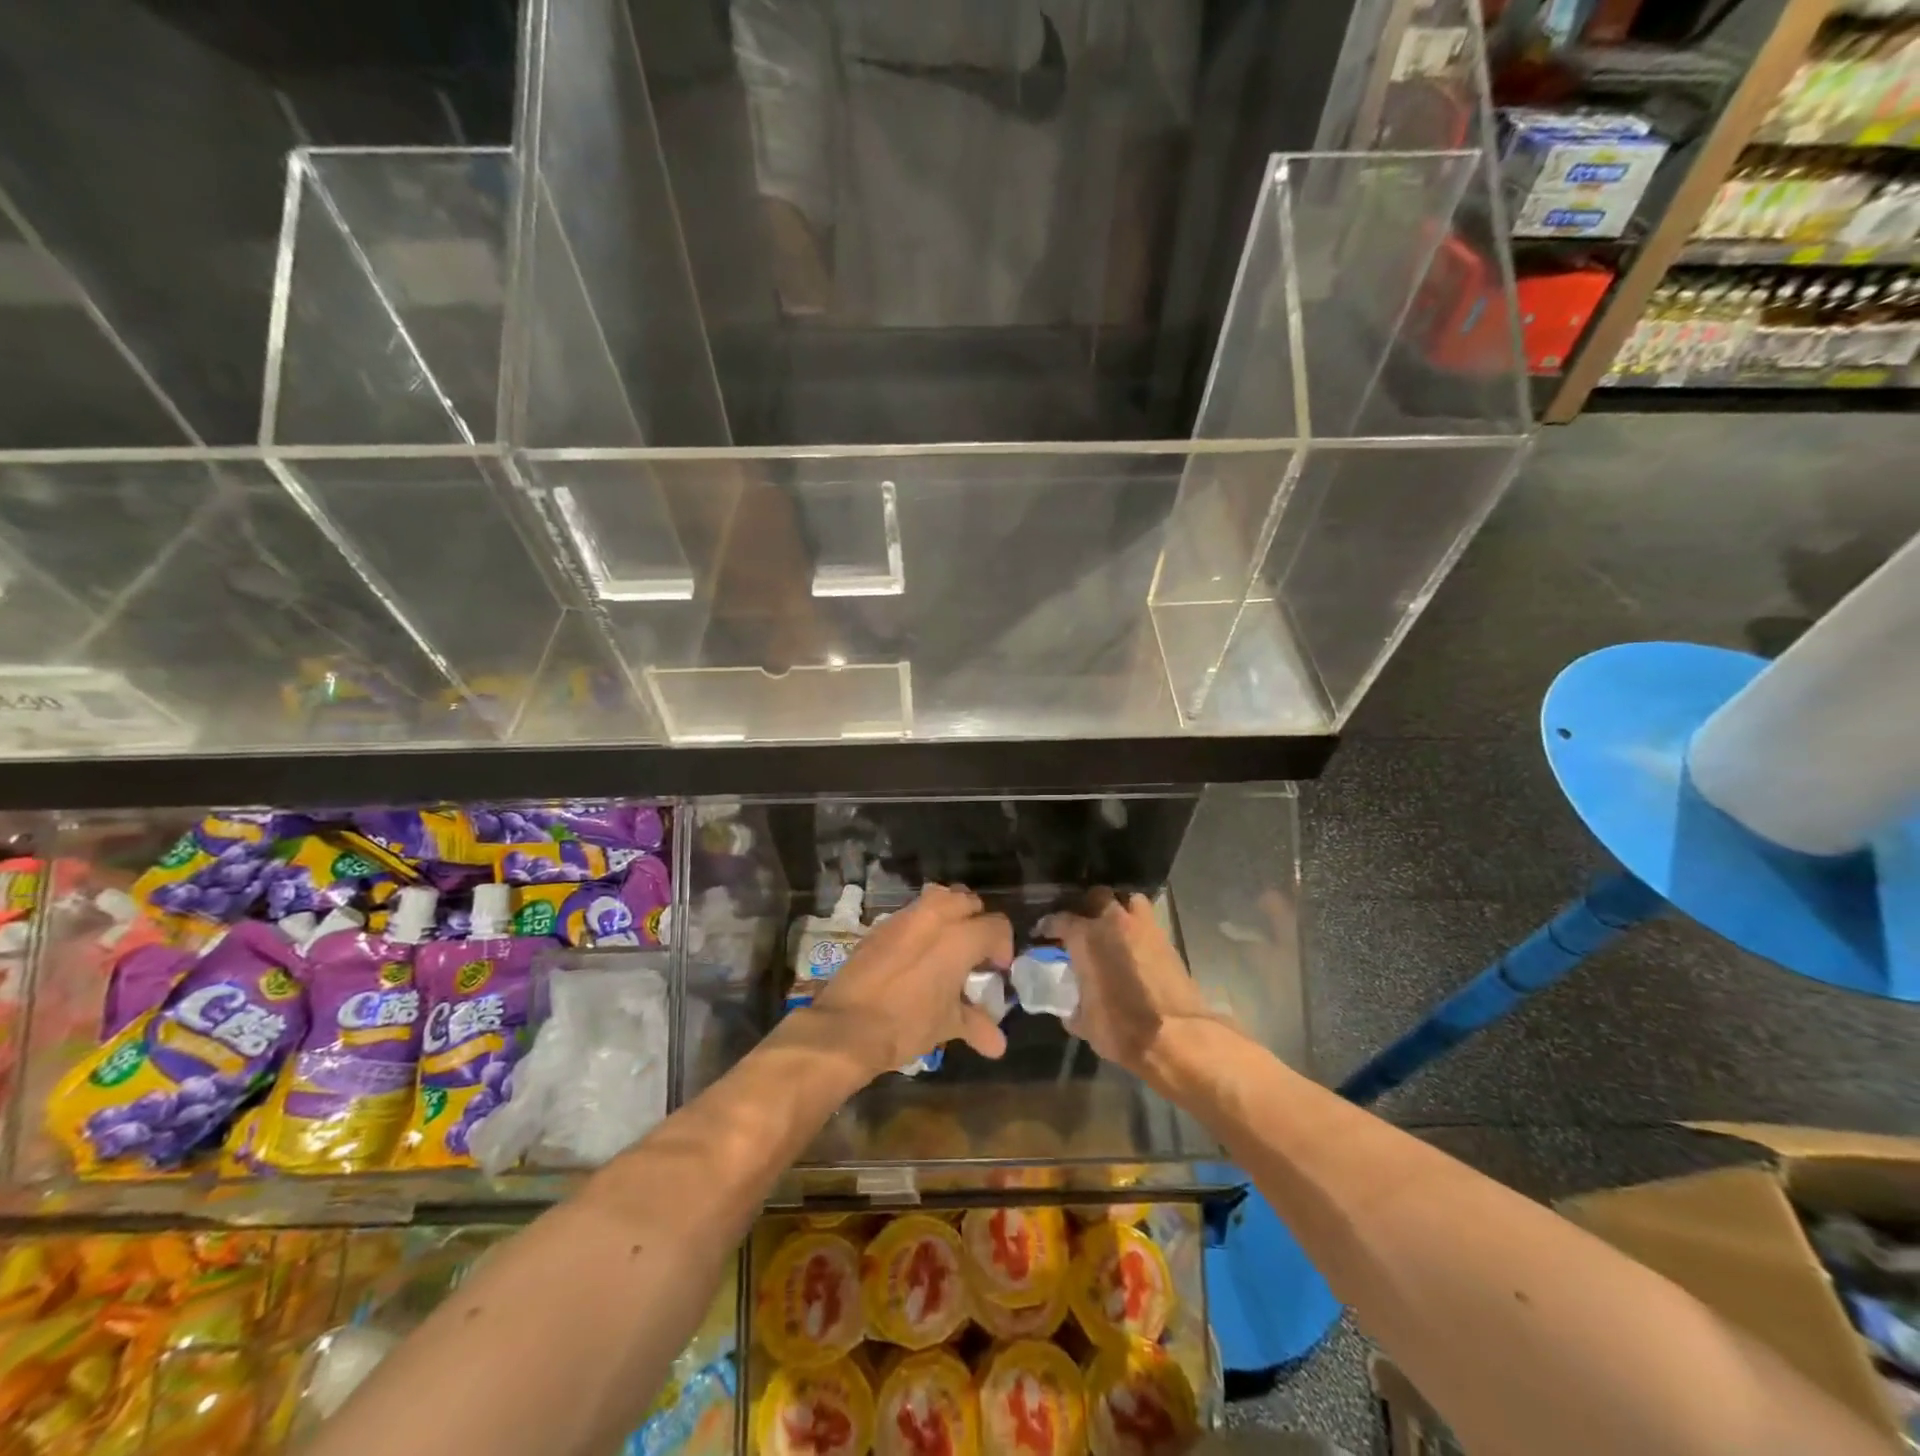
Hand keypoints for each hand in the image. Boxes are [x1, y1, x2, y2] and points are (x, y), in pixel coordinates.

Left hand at [804, 884, 1012, 1077]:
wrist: (846, 1026)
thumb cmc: (906, 1024)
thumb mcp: (947, 1025)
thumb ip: (976, 1025)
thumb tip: (998, 1044)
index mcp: (960, 938)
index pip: (997, 926)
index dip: (1003, 947)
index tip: (995, 971)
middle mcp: (934, 917)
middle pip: (968, 901)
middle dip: (977, 922)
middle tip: (973, 954)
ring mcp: (904, 918)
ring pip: (938, 897)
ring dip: (949, 913)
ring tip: (947, 945)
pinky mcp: (879, 926)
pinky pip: (910, 913)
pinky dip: (920, 925)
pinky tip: (915, 954)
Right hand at [1038, 890, 1231, 1081]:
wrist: (1176, 1037)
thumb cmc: (1121, 1028)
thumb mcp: (1084, 1023)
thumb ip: (1073, 1005)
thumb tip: (1070, 1006)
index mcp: (1086, 938)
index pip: (1059, 919)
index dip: (1048, 925)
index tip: (1042, 932)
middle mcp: (1113, 922)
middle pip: (1096, 896)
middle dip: (1086, 906)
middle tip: (1081, 923)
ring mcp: (1144, 927)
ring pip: (1128, 899)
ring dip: (1118, 908)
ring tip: (1112, 925)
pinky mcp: (1167, 939)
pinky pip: (1148, 920)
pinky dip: (1138, 925)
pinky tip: (1134, 942)